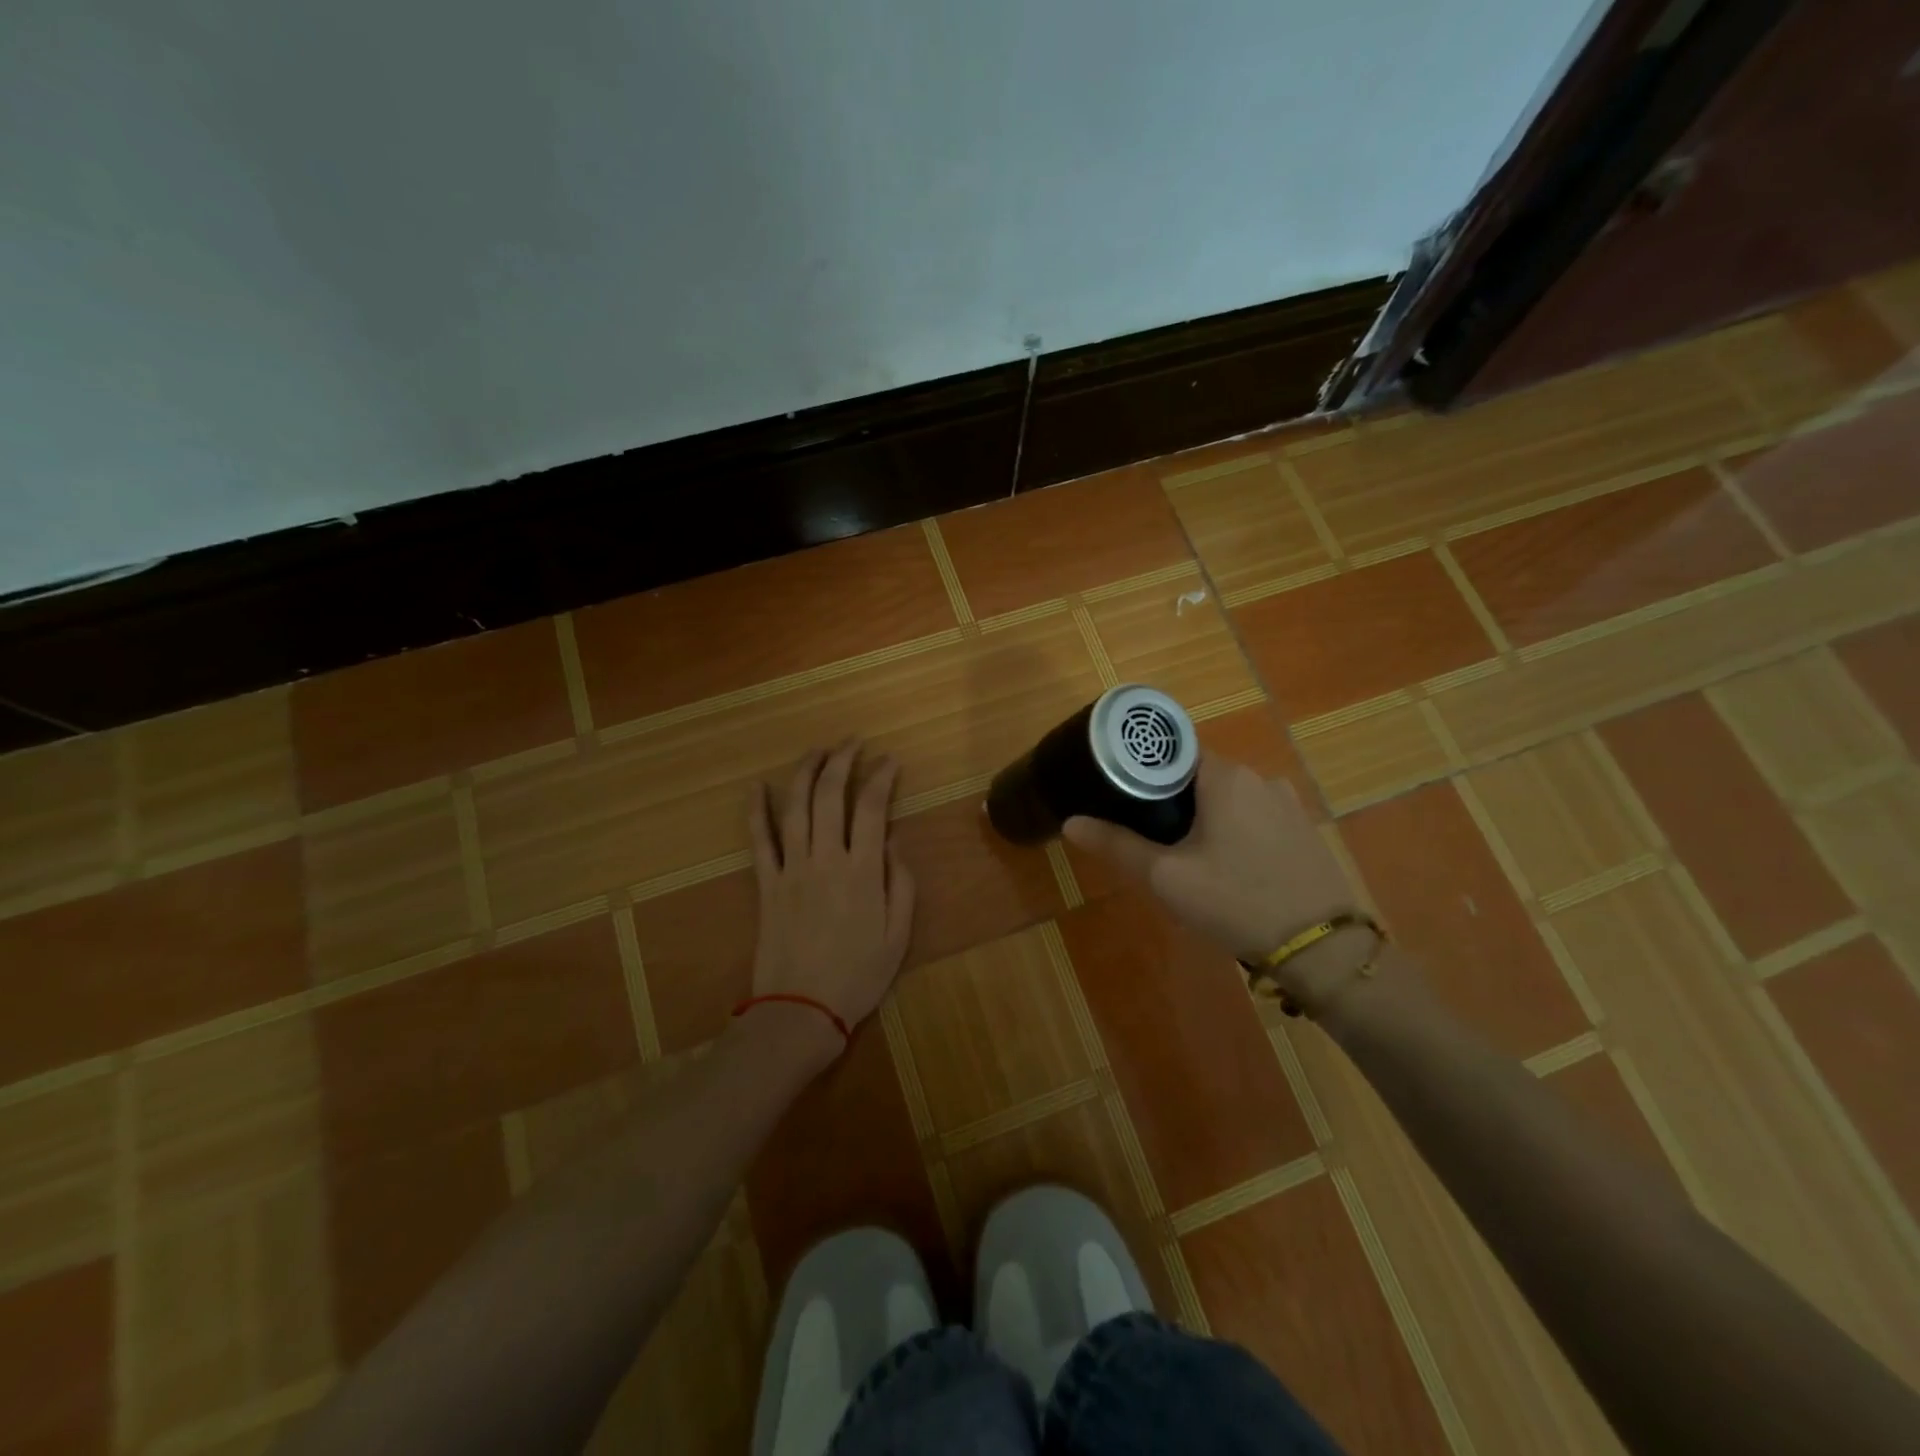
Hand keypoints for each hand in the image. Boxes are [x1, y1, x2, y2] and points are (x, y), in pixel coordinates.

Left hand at [745, 740, 916, 1054]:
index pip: (871, 808)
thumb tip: (892, 843)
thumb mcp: (898, 935)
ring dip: (805, 772)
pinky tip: (757, 786)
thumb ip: (901, 885)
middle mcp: (825, 859)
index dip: (881, 777)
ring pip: (795, 807)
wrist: (800, 1011)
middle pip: (830, 795)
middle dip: (842, 761)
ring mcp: (791, 869)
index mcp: (862, 871)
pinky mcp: (766, 884)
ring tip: (817, 750)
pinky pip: (759, 840)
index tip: (890, 760)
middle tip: (853, 742)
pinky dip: (755, 811)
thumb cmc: (857, 976)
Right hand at [1063, 755, 1370, 1014]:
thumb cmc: (1236, 902)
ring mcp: (1288, 804)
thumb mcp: (1167, 877)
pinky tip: (1228, 869)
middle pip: (1199, 776)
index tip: (1121, 796)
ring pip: (1228, 799)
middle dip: (1171, 801)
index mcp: (1225, 777)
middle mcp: (1260, 778)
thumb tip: (1071, 822)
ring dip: (1204, 819)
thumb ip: (1117, 846)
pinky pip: (1255, 818)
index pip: (1172, 752)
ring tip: (1186, 858)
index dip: (1143, 771)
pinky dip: (1234, 832)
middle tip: (1148, 837)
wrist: (1323, 949)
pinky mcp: (1304, 831)